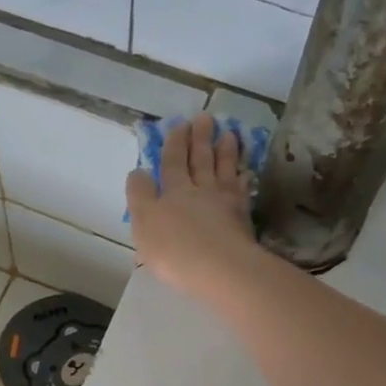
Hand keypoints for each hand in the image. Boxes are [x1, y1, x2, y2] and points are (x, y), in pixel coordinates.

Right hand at [126, 114, 260, 301]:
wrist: (220, 268)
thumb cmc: (175, 250)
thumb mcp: (144, 224)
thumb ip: (140, 197)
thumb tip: (139, 172)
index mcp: (173, 192)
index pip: (172, 163)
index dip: (174, 143)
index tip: (179, 124)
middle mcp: (199, 191)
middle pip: (200, 161)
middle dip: (200, 139)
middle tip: (205, 118)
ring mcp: (224, 203)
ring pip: (224, 171)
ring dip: (225, 152)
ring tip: (229, 134)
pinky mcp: (243, 218)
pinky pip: (242, 191)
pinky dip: (243, 178)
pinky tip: (245, 172)